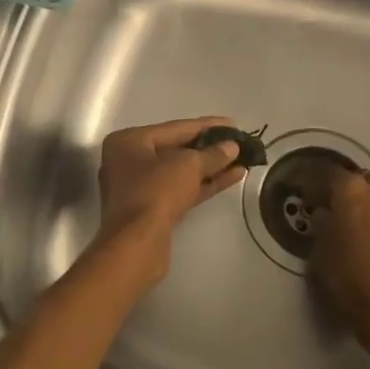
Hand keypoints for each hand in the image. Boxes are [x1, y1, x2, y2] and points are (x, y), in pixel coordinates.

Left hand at [95, 116, 244, 277]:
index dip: (206, 125)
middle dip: (209, 148)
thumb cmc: (155, 192)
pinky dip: (204, 184)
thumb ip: (212, 154)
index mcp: (128, 142)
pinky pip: (180, 190)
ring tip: (241, 161)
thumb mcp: (187, 165)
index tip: (232, 124)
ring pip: (180, 173)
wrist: (136, 244)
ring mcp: (138, 188)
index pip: (174, 128)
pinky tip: (231, 178)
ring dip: (210, 168)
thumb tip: (231, 147)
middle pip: (176, 150)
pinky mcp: (151, 211)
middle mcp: (128, 162)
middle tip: (237, 143)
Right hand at [311, 167, 369, 363]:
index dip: (318, 185)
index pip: (330, 174)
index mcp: (351, 191)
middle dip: (355, 190)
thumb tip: (325, 213)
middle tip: (348, 210)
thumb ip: (323, 224)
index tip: (312, 199)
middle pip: (366, 177)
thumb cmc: (349, 281)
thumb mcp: (322, 251)